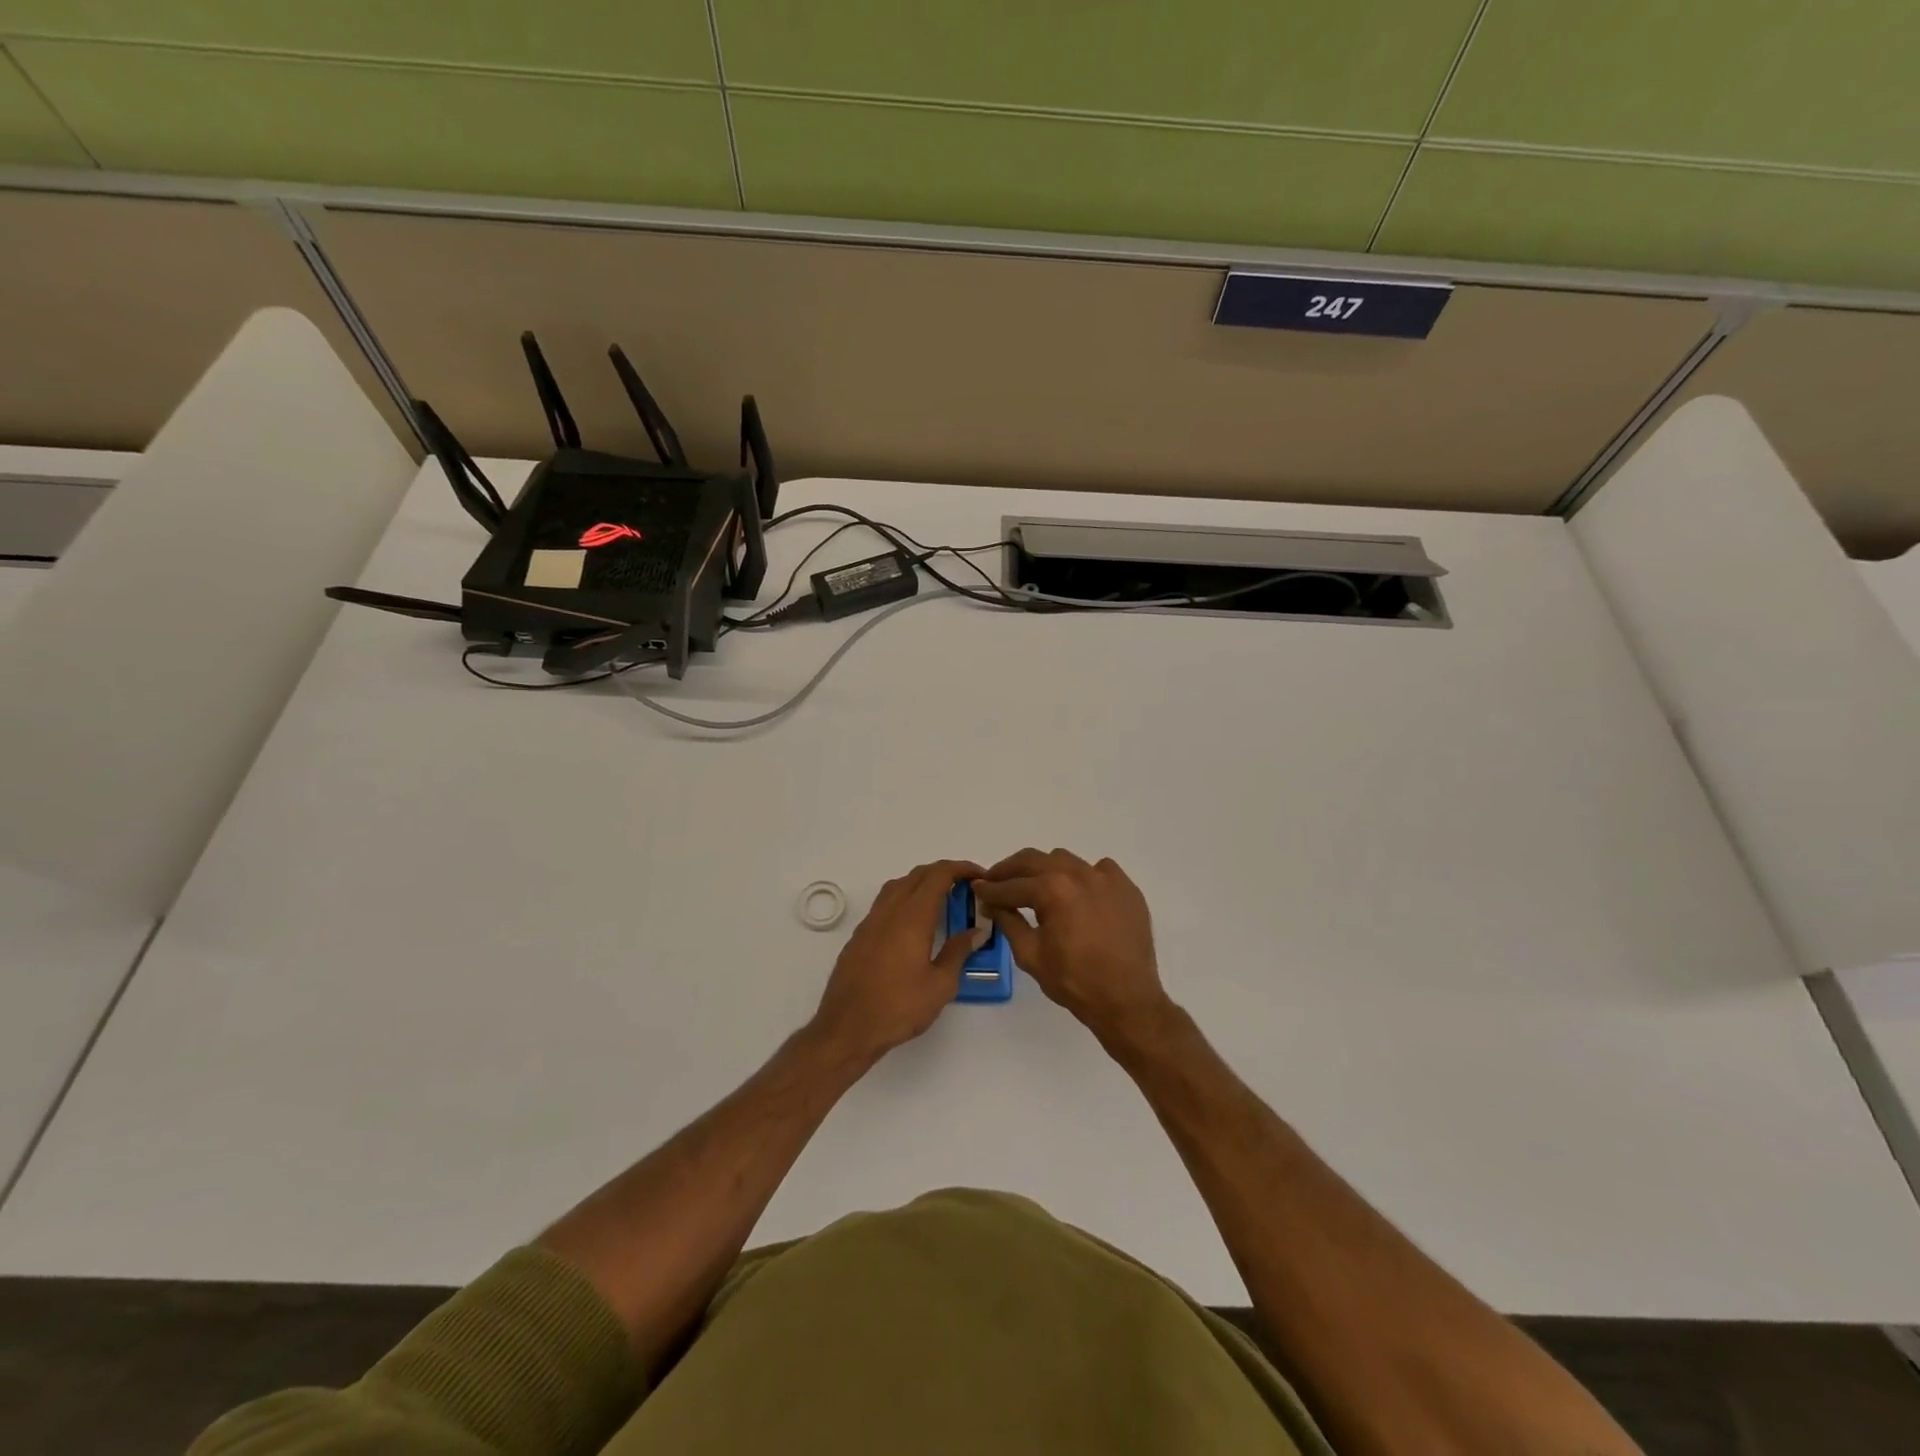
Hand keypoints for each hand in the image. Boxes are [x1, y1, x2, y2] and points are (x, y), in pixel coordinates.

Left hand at [811, 859, 986, 1062]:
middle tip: (966, 887)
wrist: (847, 1028)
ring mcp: (871, 921)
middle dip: (944, 873)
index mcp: (912, 916)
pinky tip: (914, 923)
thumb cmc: (898, 1007)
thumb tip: (977, 930)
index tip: (980, 876)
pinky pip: (885, 902)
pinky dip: (905, 898)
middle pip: (918, 875)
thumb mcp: (940, 985)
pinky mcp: (859, 935)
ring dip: (922, 883)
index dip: (962, 868)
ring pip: (898, 885)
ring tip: (942, 900)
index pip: (939, 875)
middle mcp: (890, 910)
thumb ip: (959, 952)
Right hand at [973, 849, 1173, 1047]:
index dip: (990, 889)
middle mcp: (1079, 874)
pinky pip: (1099, 869)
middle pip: (1035, 860)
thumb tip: (992, 903)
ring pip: (1065, 860)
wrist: (1127, 1001)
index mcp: (1053, 890)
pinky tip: (1076, 894)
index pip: (1012, 885)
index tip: (977, 889)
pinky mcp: (1126, 888)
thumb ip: (1008, 922)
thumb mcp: (1030, 955)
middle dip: (1010, 870)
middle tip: (995, 880)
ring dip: (1044, 869)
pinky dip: (1082, 876)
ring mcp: (1106, 878)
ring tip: (1034, 886)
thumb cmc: (1074, 982)